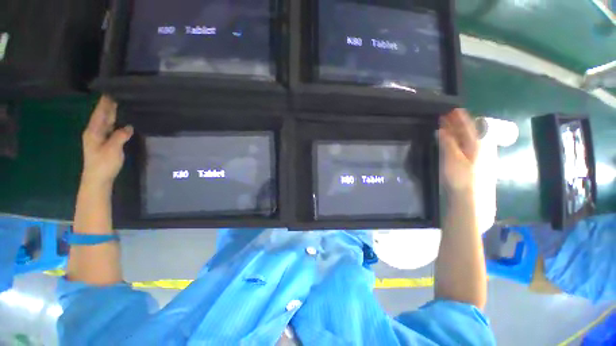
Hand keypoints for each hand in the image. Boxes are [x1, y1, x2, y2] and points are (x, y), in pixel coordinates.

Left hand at [81, 96, 132, 187]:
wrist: (97, 179)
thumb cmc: (103, 164)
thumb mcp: (113, 149)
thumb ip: (120, 136)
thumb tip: (128, 127)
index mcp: (94, 131)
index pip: (100, 114)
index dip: (104, 104)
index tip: (109, 92)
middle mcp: (94, 132)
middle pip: (102, 116)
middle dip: (108, 106)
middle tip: (116, 96)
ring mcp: (99, 138)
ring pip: (105, 123)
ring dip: (111, 114)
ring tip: (118, 105)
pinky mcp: (104, 144)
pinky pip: (109, 130)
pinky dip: (114, 123)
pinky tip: (119, 121)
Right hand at [438, 109, 478, 191]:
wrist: (471, 197)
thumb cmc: (462, 177)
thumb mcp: (452, 158)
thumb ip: (448, 143)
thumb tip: (443, 129)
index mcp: (477, 143)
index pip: (467, 125)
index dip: (458, 117)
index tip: (450, 109)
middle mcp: (481, 146)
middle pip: (469, 130)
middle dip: (457, 123)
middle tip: (446, 117)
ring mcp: (480, 154)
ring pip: (469, 138)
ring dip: (457, 131)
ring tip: (448, 127)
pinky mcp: (476, 161)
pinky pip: (468, 145)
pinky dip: (459, 140)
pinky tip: (454, 141)